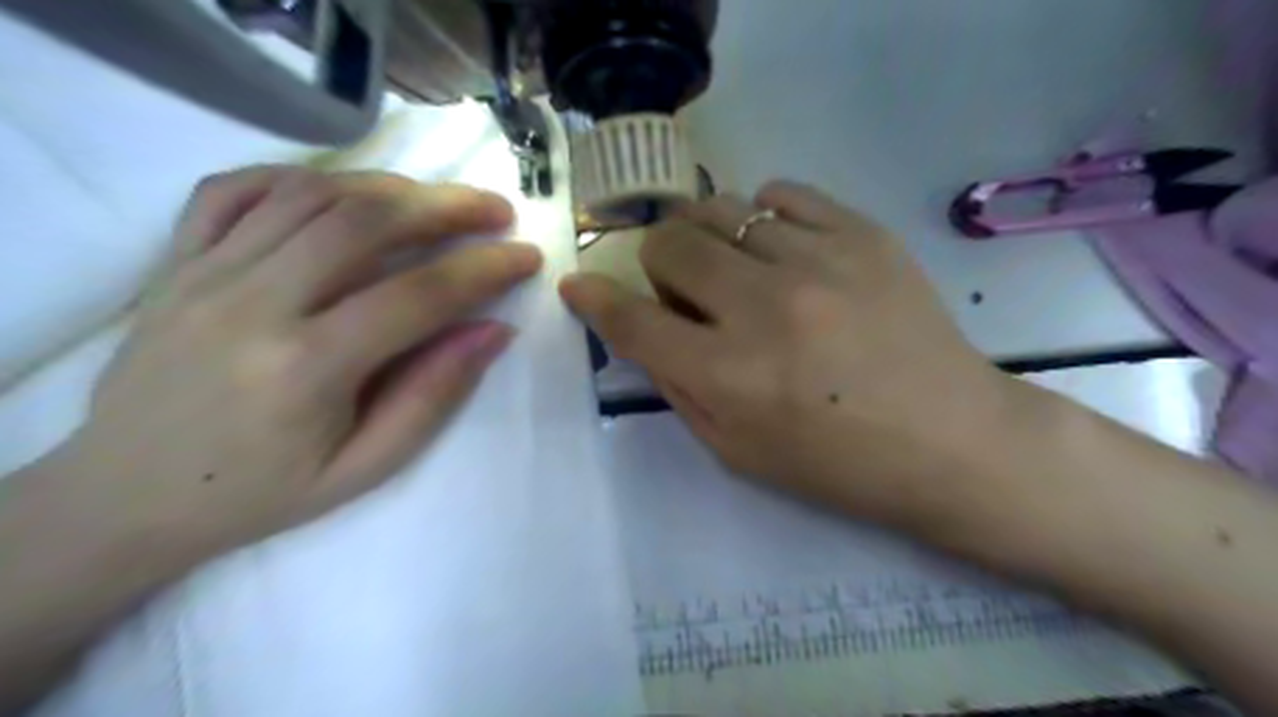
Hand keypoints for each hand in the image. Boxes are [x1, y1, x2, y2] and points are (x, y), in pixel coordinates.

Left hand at [48, 168, 536, 566]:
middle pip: (365, 223)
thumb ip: (432, 395)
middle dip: (446, 207)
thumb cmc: (261, 493)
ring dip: (389, 187)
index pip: (418, 295)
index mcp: (306, 368)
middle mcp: (253, 304)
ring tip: (436, 201)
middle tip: (496, 210)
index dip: (485, 269)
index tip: (526, 256)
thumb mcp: (365, 468)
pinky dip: (301, 177)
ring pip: (310, 195)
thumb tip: (495, 331)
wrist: (126, 498)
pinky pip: (237, 189)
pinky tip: (344, 192)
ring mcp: (204, 273)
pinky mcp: (175, 261)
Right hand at [562, 182, 1025, 533]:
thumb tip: (643, 330)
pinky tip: (778, 245)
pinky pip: (781, 192)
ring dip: (707, 238)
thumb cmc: (837, 464)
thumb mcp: (736, 452)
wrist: (951, 441)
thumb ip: (678, 387)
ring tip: (731, 266)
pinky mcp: (862, 234)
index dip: (595, 299)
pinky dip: (762, 215)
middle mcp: (763, 308)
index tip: (579, 284)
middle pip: (669, 244)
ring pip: (720, 209)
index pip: (632, 320)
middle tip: (683, 289)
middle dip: (658, 265)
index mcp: (728, 375)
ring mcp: (817, 261)